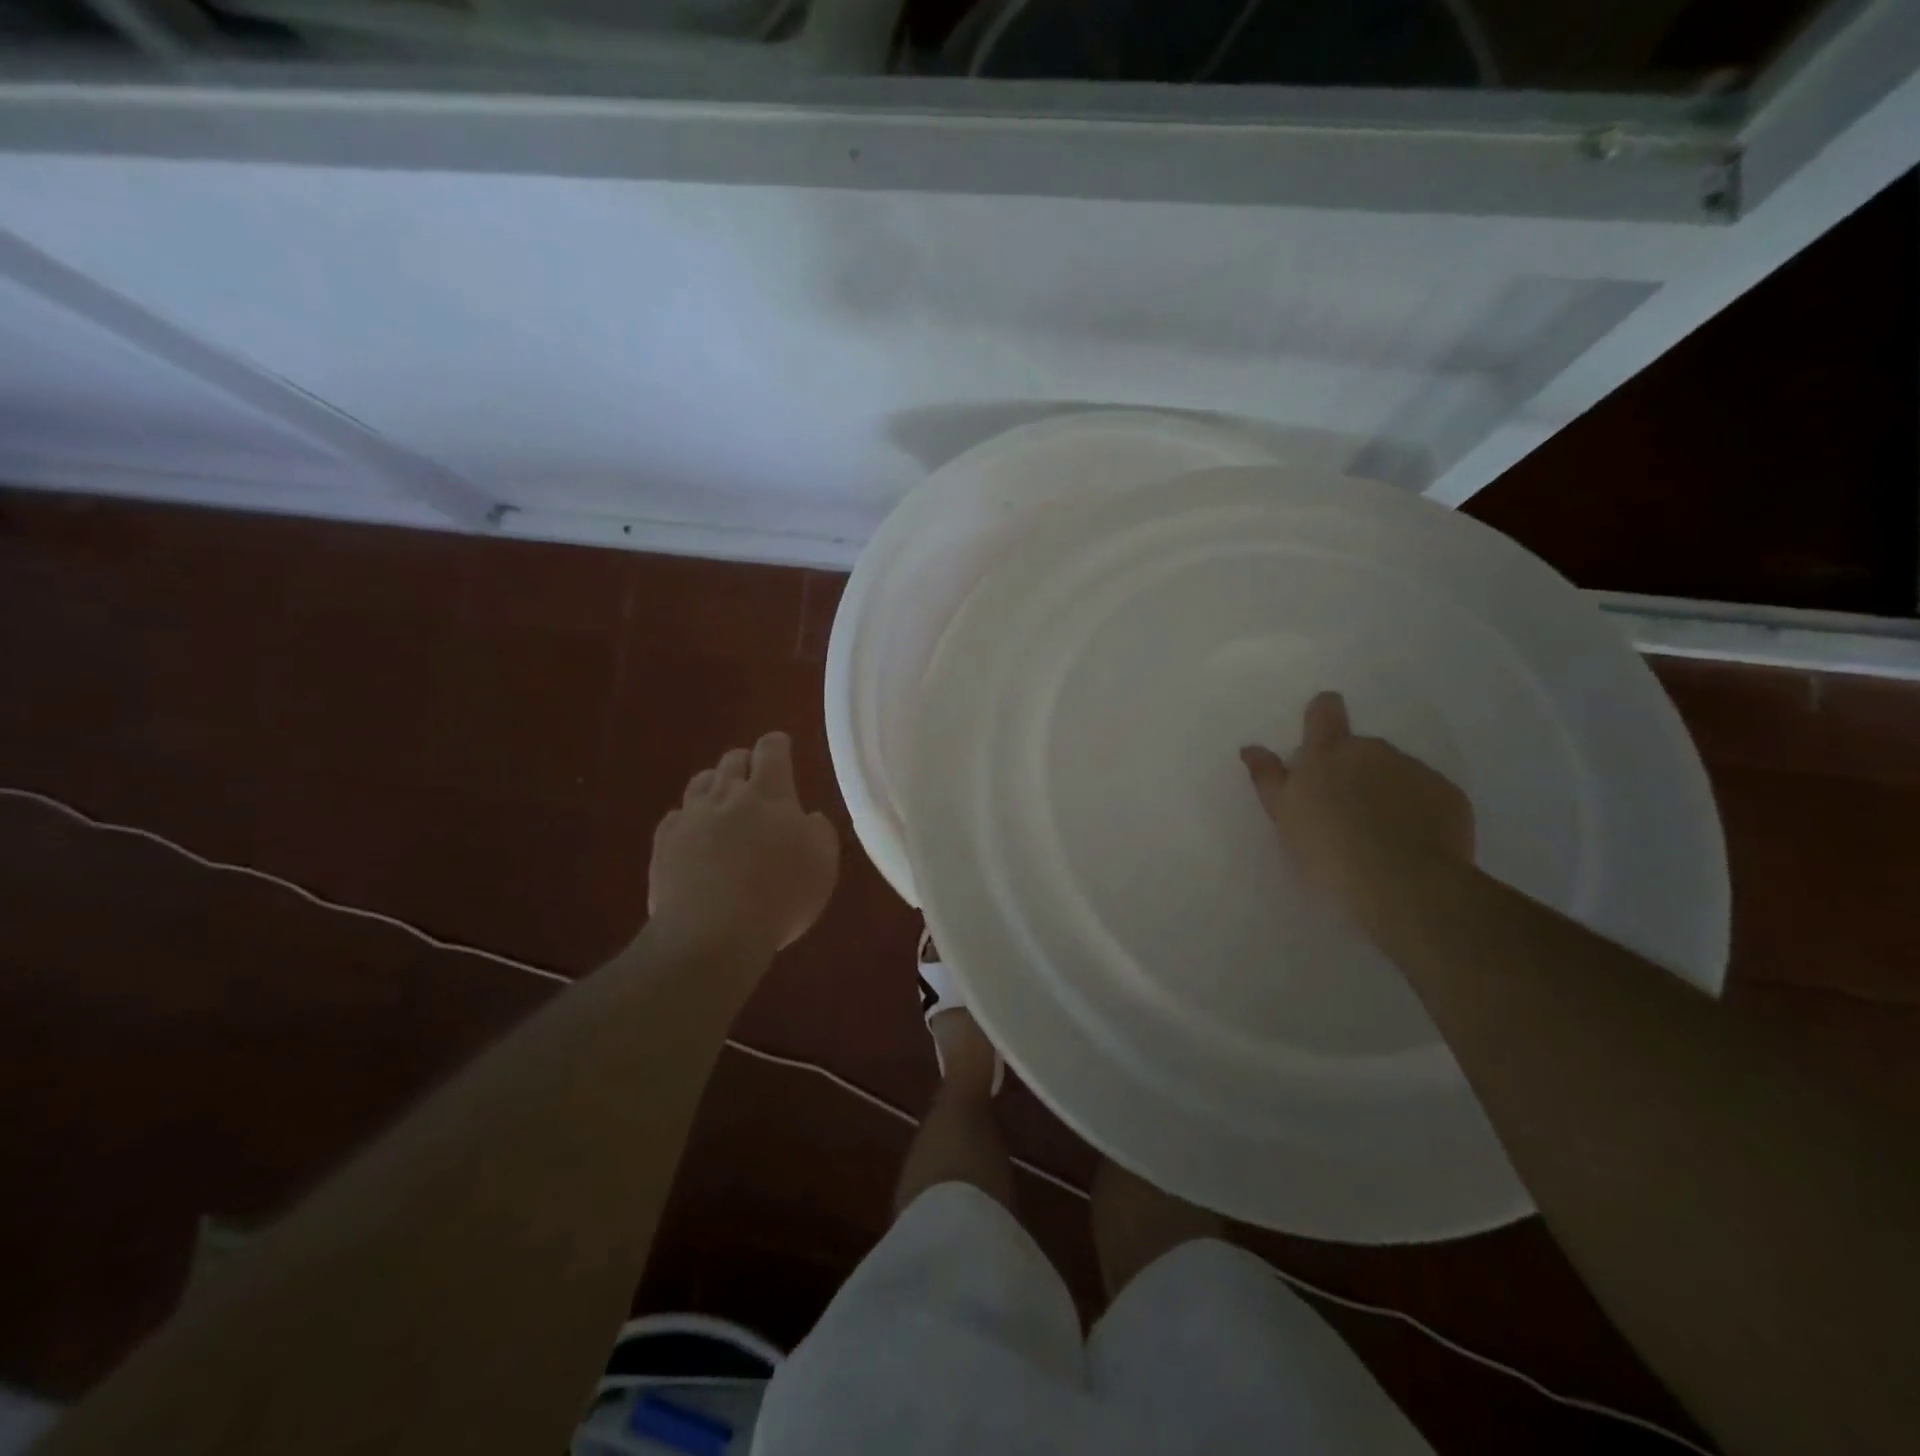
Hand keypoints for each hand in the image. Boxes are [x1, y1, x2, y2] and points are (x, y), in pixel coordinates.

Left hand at [649, 732, 839, 955]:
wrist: (712, 932)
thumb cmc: (780, 894)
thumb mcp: (823, 863)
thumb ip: (819, 831)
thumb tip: (808, 818)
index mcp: (770, 793)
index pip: (772, 750)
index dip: (777, 745)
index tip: (781, 746)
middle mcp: (728, 795)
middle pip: (732, 760)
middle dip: (745, 763)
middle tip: (755, 778)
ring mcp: (691, 817)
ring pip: (700, 783)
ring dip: (714, 786)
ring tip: (722, 803)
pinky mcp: (664, 844)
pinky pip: (675, 818)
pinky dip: (687, 821)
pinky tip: (693, 837)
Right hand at [1241, 692, 1473, 928]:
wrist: (1401, 882)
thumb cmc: (1326, 848)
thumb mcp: (1283, 815)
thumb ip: (1268, 777)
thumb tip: (1251, 747)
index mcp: (1327, 751)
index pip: (1325, 711)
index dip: (1323, 715)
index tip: (1322, 733)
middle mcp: (1372, 749)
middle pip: (1361, 749)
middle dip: (1354, 770)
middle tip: (1345, 811)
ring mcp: (1415, 769)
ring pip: (1396, 772)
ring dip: (1386, 791)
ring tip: (1378, 833)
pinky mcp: (1450, 795)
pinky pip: (1428, 796)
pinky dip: (1418, 811)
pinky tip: (1409, 843)